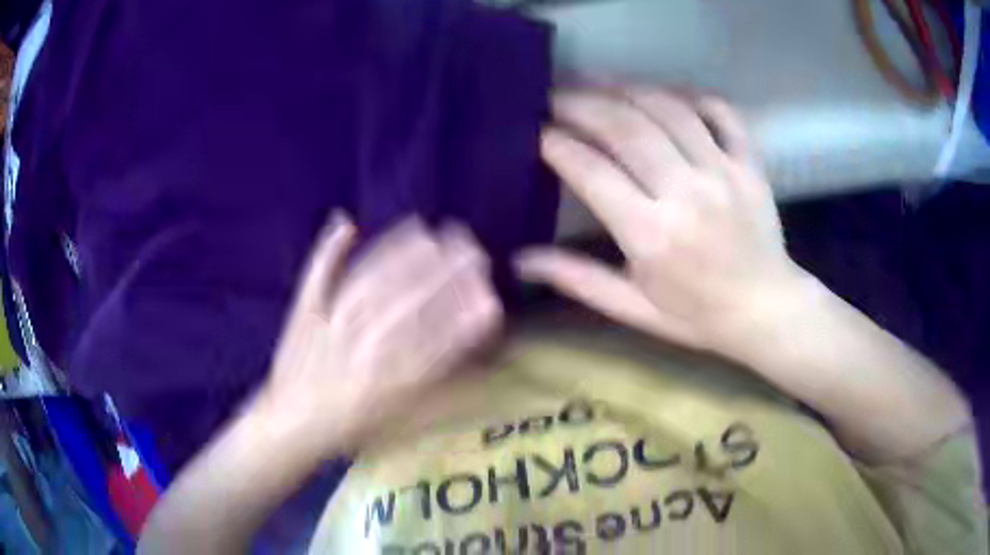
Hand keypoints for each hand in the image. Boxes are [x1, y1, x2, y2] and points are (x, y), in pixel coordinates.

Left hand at [258, 215, 501, 454]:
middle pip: (410, 302)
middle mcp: (363, 346)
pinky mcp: (304, 311)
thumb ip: (439, 391)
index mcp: (389, 380)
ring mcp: (331, 323)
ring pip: (372, 282)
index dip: (466, 316)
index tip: (490, 294)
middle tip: (473, 249)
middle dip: (446, 274)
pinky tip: (346, 224)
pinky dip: (331, 249)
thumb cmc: (349, 425)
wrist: (290, 424)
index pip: (438, 341)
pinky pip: (318, 275)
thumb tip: (477, 362)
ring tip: (429, 232)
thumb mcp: (400, 420)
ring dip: (402, 254)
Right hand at [518, 88, 807, 356]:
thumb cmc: (697, 316)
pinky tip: (662, 92)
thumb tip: (520, 261)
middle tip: (554, 95)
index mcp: (651, 236)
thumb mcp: (633, 309)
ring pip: (667, 108)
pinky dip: (689, 94)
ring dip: (624, 87)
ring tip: (594, 80)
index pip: (590, 170)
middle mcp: (686, 193)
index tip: (537, 132)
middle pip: (624, 127)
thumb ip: (578, 279)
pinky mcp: (748, 163)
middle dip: (581, 103)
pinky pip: (719, 111)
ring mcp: (722, 172)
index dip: (556, 144)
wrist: (765, 311)